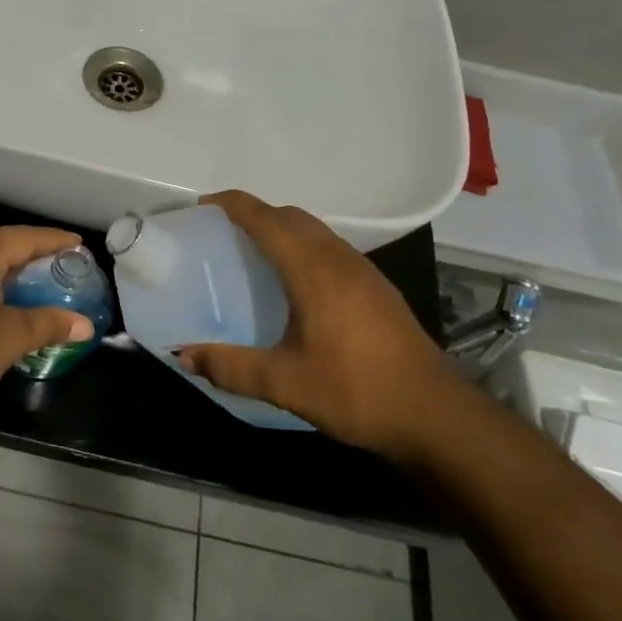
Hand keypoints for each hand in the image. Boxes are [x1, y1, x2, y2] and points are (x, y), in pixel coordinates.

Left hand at [0, 226, 96, 421]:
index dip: (53, 240)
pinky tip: (1, 299)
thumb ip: (50, 323)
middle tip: (61, 262)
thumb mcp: (13, 336)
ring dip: (7, 269)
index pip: (22, 237)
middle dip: (31, 253)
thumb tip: (86, 325)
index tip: (78, 243)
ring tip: (36, 280)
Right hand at [177, 191, 463, 456]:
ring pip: (315, 231)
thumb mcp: (284, 383)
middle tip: (222, 233)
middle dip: (255, 213)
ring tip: (253, 253)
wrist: (437, 415)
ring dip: (282, 229)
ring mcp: (364, 272)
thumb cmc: (357, 391)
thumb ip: (231, 367)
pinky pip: (331, 249)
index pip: (266, 219)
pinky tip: (295, 284)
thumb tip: (183, 356)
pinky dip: (303, 247)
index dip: (232, 205)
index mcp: (313, 270)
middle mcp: (339, 260)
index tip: (202, 207)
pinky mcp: (378, 290)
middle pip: (291, 216)